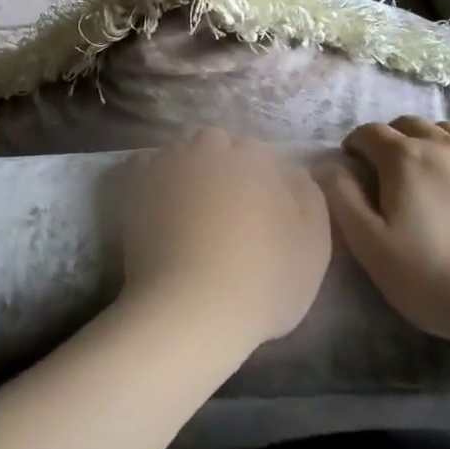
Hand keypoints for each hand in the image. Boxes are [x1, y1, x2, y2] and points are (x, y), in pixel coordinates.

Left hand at [118, 128, 331, 350]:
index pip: (256, 151)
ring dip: (187, 166)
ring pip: (180, 150)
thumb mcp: (313, 247)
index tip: (259, 204)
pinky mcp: (136, 184)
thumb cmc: (263, 280)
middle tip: (225, 201)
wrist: (192, 307)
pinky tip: (158, 199)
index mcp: (253, 160)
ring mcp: (169, 164)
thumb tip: (294, 172)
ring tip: (189, 202)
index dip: (259, 175)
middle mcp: (208, 151)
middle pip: (215, 141)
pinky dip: (152, 175)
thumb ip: (309, 198)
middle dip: (220, 161)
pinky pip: (144, 163)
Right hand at [317, 119, 449, 351]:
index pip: (368, 132)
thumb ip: (342, 197)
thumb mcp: (371, 246)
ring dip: (430, 142)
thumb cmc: (436, 281)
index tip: (354, 168)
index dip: (355, 146)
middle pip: (408, 124)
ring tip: (430, 173)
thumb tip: (328, 163)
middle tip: (389, 173)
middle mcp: (445, 143)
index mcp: (405, 158)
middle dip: (391, 140)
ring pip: (448, 130)